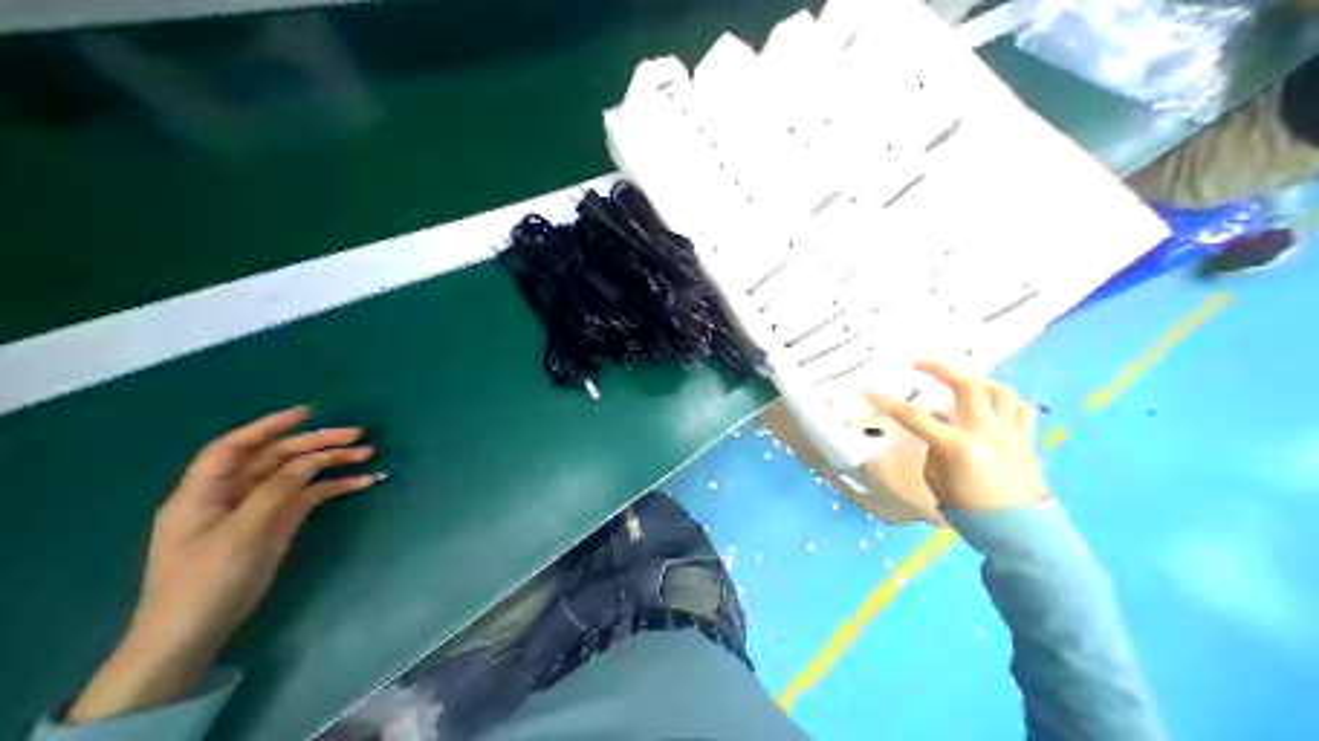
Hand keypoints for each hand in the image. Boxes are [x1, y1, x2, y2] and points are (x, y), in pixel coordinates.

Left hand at [70, 407, 384, 722]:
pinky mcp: (272, 528)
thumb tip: (308, 461)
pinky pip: (304, 499)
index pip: (235, 447)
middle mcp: (229, 495)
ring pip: (294, 476)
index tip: (308, 412)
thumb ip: (276, 492)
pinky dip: (330, 489)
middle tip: (356, 436)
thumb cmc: (205, 582)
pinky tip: (359, 483)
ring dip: (328, 464)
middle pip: (273, 458)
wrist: (190, 637)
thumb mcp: (241, 534)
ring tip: (366, 456)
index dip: (269, 426)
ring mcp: (253, 512)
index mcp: (204, 491)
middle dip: (314, 444)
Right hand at [863, 362, 1045, 511]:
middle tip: (918, 362)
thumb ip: (932, 447)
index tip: (870, 391)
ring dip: (974, 380)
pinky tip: (991, 401)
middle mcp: (985, 432)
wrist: (1016, 530)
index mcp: (957, 447)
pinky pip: (1018, 405)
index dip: (889, 403)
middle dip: (940, 367)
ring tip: (957, 380)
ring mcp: (1009, 431)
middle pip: (966, 384)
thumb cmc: (967, 509)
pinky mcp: (1025, 436)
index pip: (916, 417)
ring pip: (997, 389)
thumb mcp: (936, 479)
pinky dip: (1003, 398)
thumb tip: (935, 422)